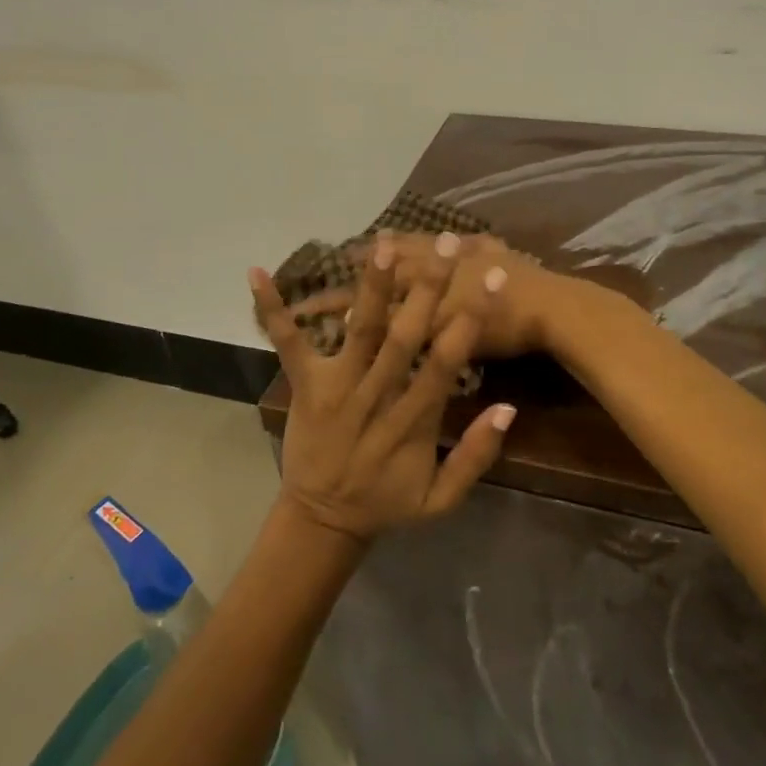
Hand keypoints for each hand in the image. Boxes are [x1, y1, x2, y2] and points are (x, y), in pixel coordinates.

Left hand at [250, 232, 516, 543]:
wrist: (322, 521)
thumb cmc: (386, 502)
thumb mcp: (440, 500)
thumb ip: (476, 456)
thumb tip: (508, 408)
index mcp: (412, 421)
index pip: (446, 362)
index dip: (471, 319)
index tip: (491, 279)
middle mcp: (375, 396)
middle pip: (404, 337)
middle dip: (426, 288)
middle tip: (445, 243)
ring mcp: (336, 388)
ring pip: (358, 331)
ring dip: (371, 288)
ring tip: (383, 245)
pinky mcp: (304, 385)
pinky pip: (287, 344)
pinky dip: (272, 310)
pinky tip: (257, 273)